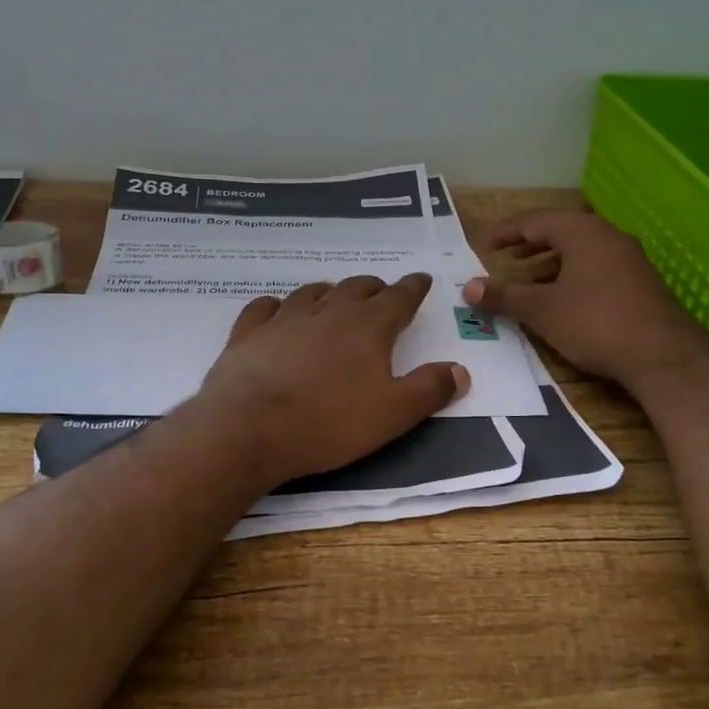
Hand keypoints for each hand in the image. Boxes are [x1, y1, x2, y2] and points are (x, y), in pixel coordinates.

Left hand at [195, 274, 468, 485]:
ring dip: (328, 292)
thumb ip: (429, 389)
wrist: (250, 428)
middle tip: (381, 293)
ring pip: (311, 292)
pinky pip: (264, 307)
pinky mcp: (248, 333)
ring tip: (333, 297)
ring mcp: (284, 319)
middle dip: (374, 288)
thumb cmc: (330, 423)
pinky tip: (276, 311)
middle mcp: (328, 312)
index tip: (421, 280)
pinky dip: (276, 306)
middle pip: (356, 288)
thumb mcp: (393, 414)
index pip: (399, 298)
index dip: (413, 288)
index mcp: (368, 327)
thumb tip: (460, 370)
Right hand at [463, 211, 708, 389]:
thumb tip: (468, 287)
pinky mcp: (638, 284)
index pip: (537, 220)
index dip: (507, 232)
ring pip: (579, 254)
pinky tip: (561, 303)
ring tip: (527, 286)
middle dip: (530, 247)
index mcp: (583, 232)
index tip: (486, 244)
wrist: (662, 355)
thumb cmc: (595, 322)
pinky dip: (571, 279)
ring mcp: (628, 260)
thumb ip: (504, 296)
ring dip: (549, 267)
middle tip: (505, 259)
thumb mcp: (542, 310)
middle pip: (561, 233)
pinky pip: (595, 270)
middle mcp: (608, 236)